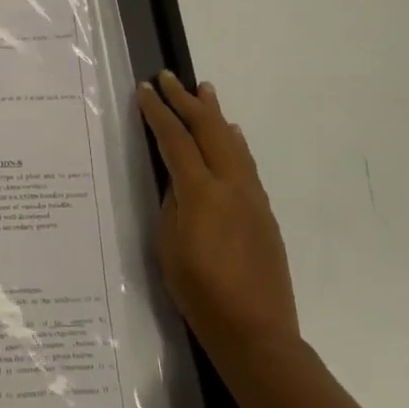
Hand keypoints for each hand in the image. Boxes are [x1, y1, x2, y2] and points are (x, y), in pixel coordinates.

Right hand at [137, 73, 299, 351]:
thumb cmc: (199, 293)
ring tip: (204, 90)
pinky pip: (245, 163)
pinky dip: (233, 141)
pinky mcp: (263, 211)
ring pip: (232, 142)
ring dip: (215, 114)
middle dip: (186, 101)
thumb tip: (177, 182)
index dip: (158, 113)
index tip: (145, 91)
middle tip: (169, 77)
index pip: (176, 141)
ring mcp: (252, 197)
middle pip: (208, 130)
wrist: (256, 330)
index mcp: (201, 193)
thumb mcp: (167, 247)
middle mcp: (231, 185)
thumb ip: (171, 206)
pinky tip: (231, 135)